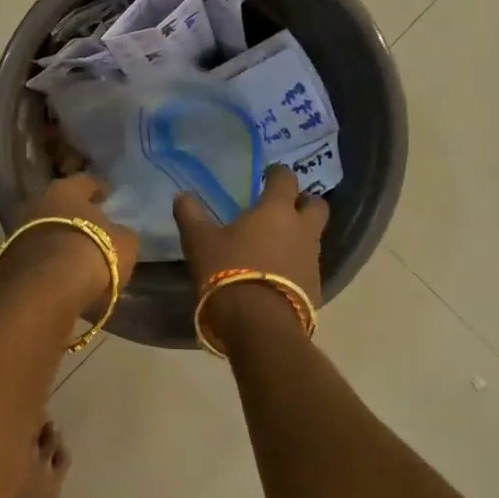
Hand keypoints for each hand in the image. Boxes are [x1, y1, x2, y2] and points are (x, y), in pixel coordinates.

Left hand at [0, 174, 139, 316]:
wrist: (45, 290)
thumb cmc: (92, 254)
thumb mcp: (124, 244)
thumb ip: (121, 233)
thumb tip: (116, 232)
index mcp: (65, 189)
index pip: (85, 181)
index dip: (98, 188)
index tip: (108, 194)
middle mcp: (36, 202)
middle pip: (57, 203)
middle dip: (71, 212)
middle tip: (88, 222)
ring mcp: (16, 229)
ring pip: (42, 228)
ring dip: (56, 236)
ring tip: (73, 250)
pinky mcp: (6, 258)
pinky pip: (33, 253)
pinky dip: (45, 259)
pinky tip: (58, 271)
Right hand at [174, 165, 327, 340]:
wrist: (258, 323)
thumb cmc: (228, 271)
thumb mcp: (200, 241)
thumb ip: (191, 215)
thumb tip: (181, 195)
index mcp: (276, 211)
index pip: (286, 179)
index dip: (277, 174)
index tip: (267, 175)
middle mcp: (302, 230)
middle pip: (316, 206)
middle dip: (303, 202)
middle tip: (284, 207)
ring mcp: (313, 260)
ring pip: (314, 237)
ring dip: (300, 235)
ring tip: (276, 243)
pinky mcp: (316, 287)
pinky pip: (309, 265)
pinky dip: (297, 263)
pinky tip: (278, 273)